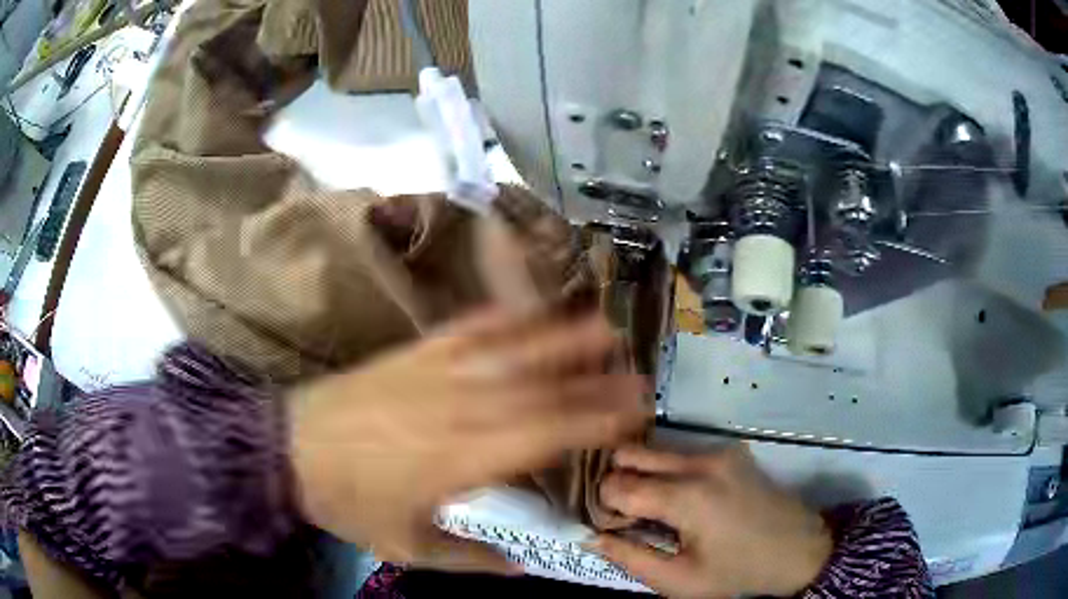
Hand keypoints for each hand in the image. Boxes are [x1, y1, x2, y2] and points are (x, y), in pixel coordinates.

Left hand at [288, 309, 648, 573]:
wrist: (287, 450)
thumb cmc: (348, 502)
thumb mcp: (408, 547)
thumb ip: (472, 560)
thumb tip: (525, 567)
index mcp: (463, 457)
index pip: (546, 433)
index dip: (594, 420)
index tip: (632, 413)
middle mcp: (459, 406)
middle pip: (540, 387)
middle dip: (594, 379)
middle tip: (636, 371)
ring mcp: (435, 371)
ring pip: (510, 348)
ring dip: (559, 335)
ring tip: (601, 324)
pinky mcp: (413, 353)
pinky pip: (466, 329)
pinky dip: (502, 316)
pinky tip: (527, 308)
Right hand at [592, 444, 831, 597]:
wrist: (801, 550)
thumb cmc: (739, 572)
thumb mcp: (680, 581)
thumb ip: (630, 558)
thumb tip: (590, 538)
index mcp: (688, 496)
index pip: (616, 485)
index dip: (604, 508)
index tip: (613, 528)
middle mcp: (700, 461)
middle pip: (630, 454)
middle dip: (617, 483)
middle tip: (627, 517)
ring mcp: (719, 451)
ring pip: (654, 451)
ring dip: (641, 478)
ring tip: (654, 513)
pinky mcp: (731, 451)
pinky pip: (680, 454)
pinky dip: (666, 474)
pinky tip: (680, 502)